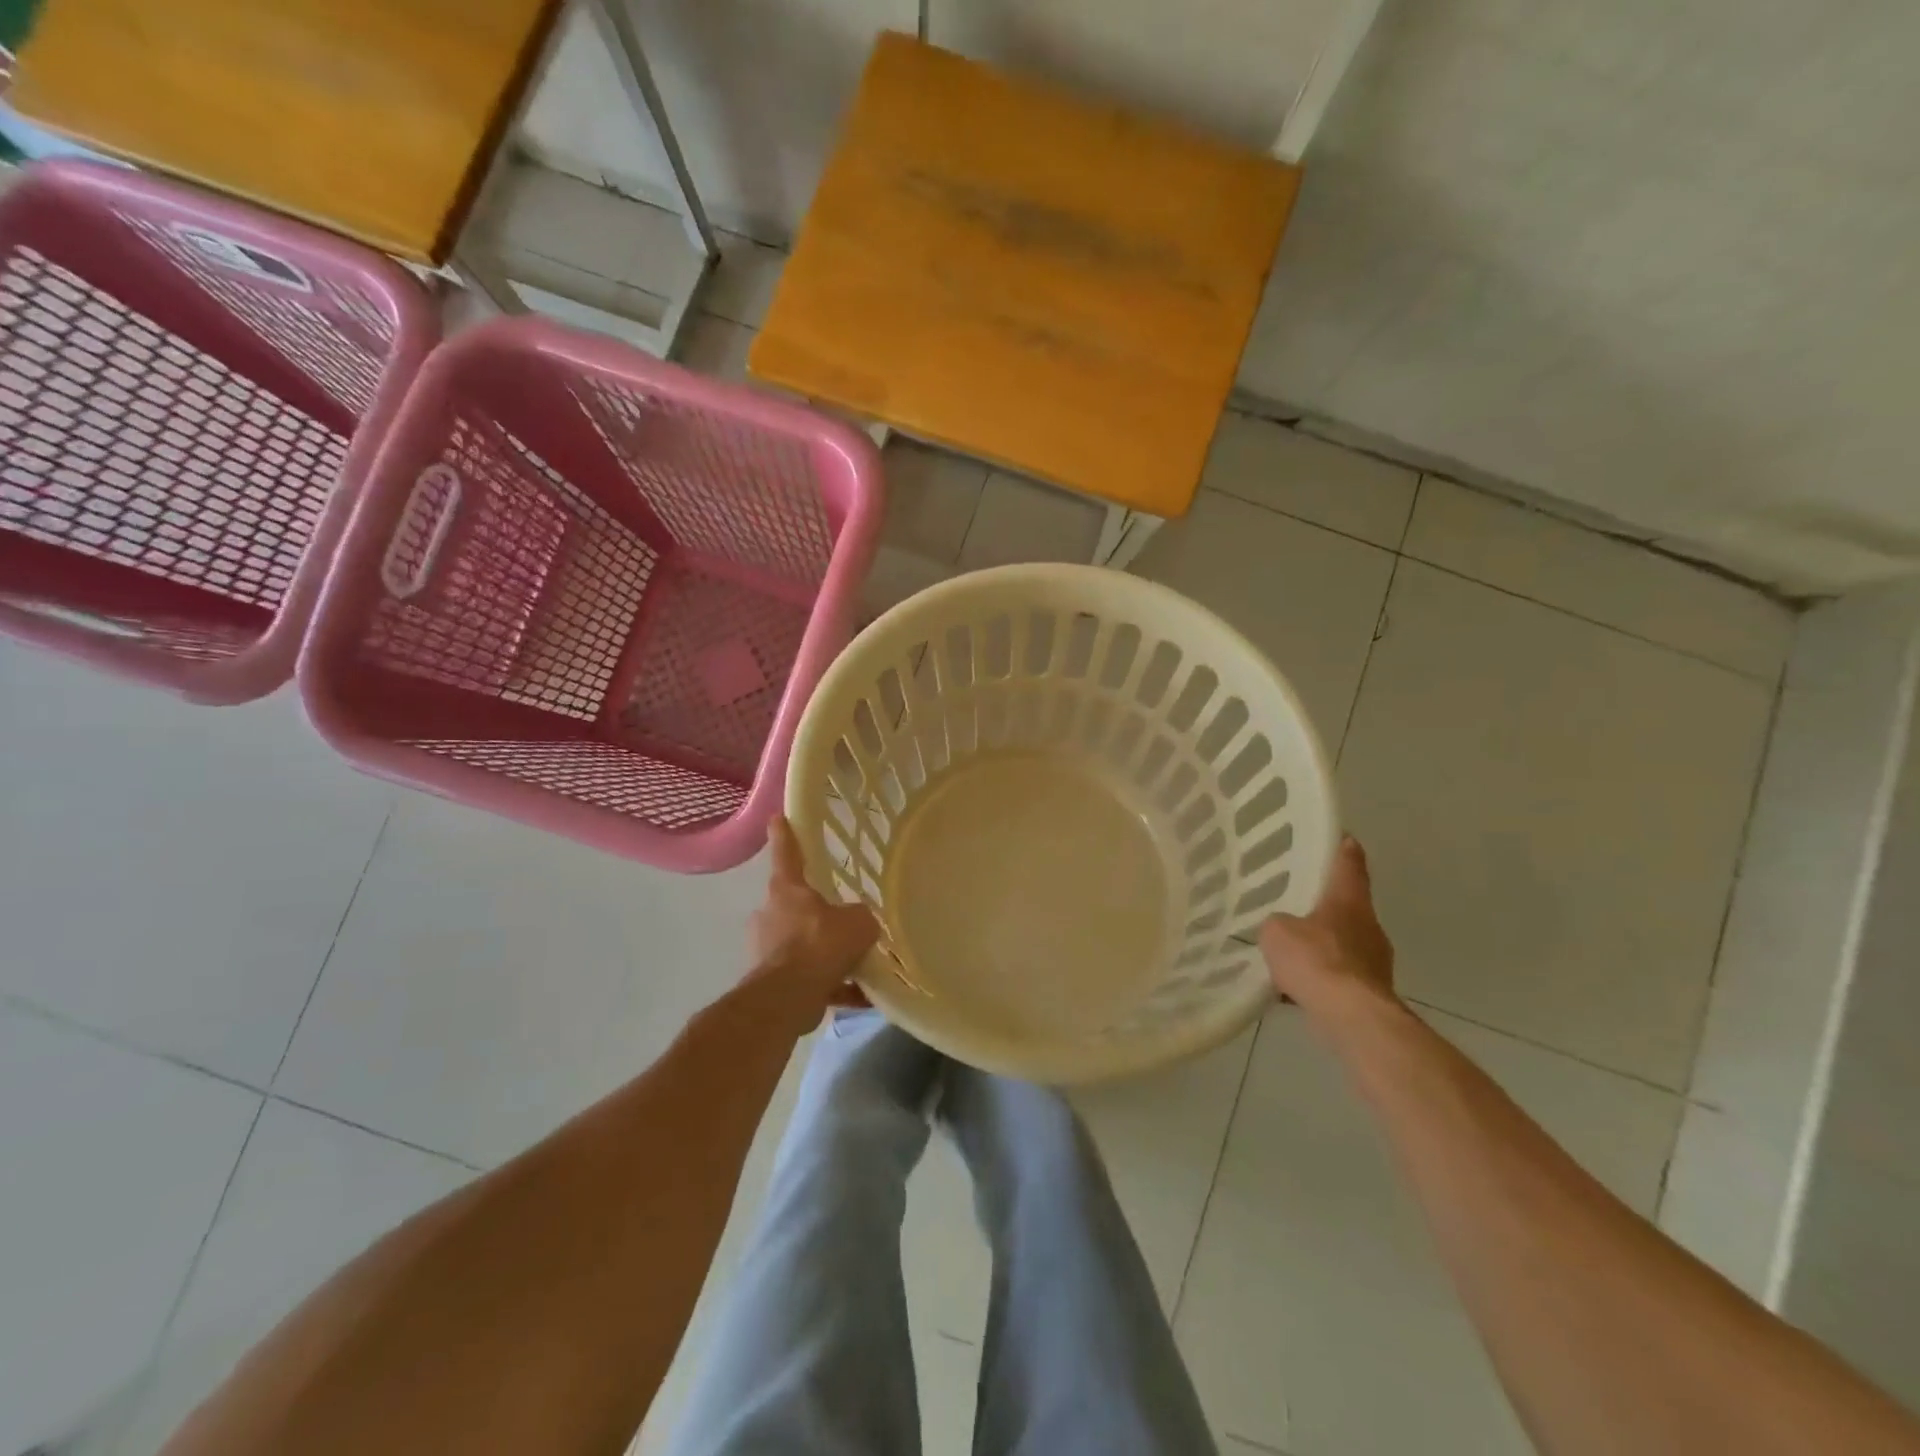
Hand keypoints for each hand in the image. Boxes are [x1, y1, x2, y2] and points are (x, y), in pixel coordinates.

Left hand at [750, 817, 880, 1011]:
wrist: (788, 998)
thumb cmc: (821, 945)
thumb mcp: (858, 922)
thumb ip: (860, 916)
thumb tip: (857, 921)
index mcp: (787, 890)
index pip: (787, 854)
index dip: (785, 835)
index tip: (777, 817)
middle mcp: (771, 915)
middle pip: (793, 906)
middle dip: (814, 914)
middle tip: (840, 922)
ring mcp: (767, 950)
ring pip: (800, 945)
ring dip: (823, 954)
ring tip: (856, 966)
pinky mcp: (770, 983)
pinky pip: (807, 979)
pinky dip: (830, 986)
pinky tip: (859, 996)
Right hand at [1259, 835, 1396, 1014]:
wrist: (1352, 1018)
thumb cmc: (1316, 960)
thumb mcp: (1277, 931)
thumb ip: (1277, 924)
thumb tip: (1283, 930)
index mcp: (1349, 901)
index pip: (1349, 865)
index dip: (1344, 850)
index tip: (1344, 837)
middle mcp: (1369, 926)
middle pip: (1348, 907)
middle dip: (1327, 905)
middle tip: (1299, 902)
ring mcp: (1375, 962)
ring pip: (1345, 944)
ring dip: (1324, 946)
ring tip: (1293, 952)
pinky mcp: (1372, 992)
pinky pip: (1341, 976)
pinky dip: (1324, 977)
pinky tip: (1298, 987)